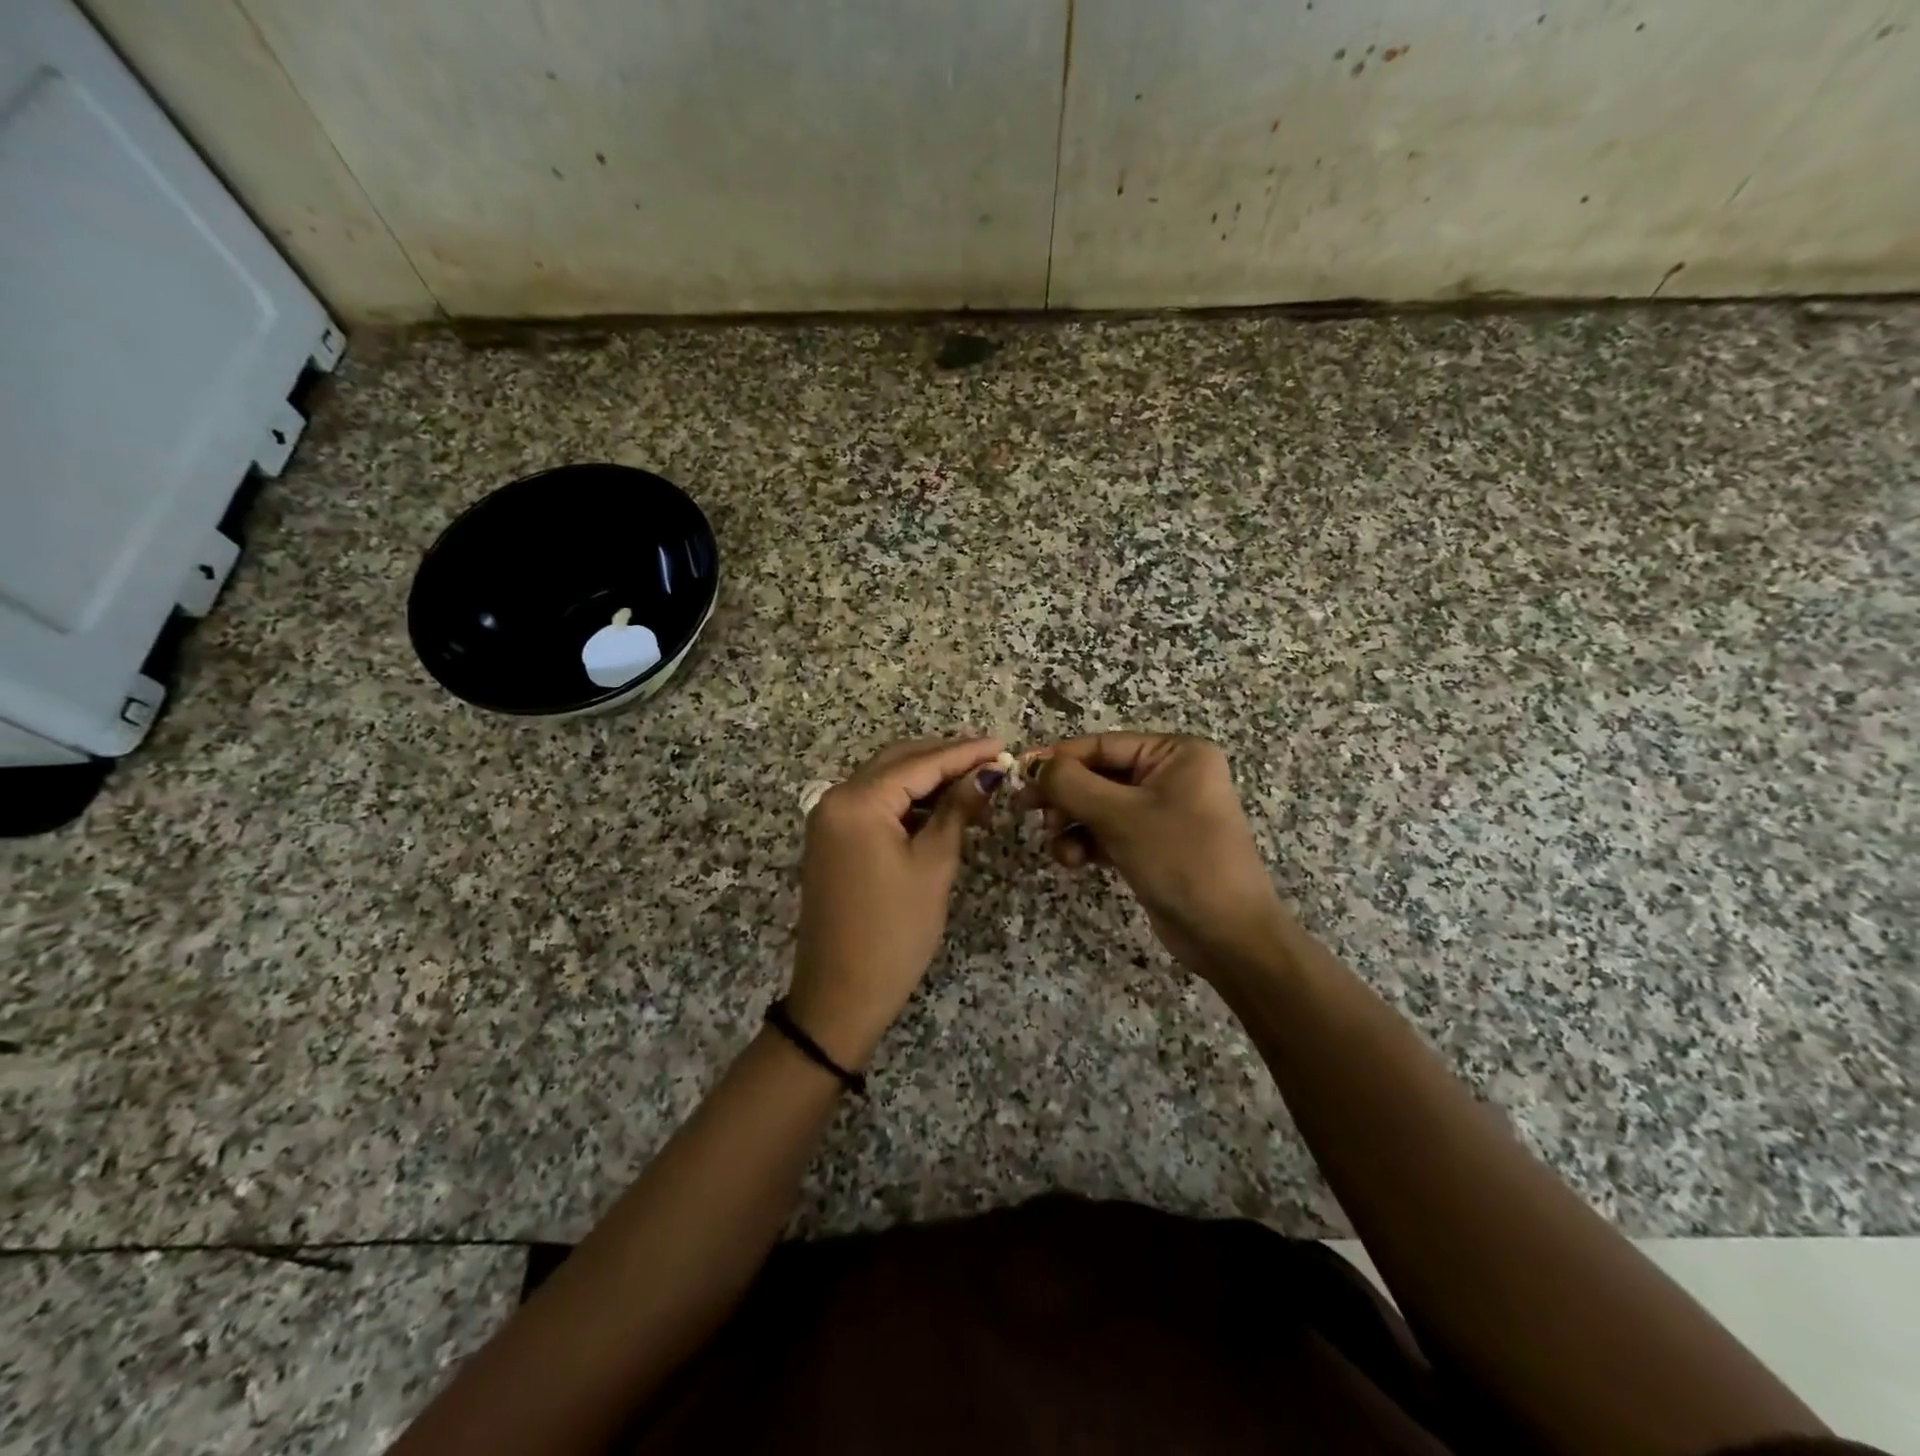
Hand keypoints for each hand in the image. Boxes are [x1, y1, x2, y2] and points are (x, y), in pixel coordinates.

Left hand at [787, 737, 1003, 1068]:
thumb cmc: (894, 932)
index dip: (965, 753)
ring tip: (975, 785)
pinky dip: (908, 802)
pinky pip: (875, 805)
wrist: (840, 994)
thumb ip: (957, 811)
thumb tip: (988, 774)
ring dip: (927, 780)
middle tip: (991, 760)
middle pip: (898, 762)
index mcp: (857, 801)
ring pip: (886, 781)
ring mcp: (829, 819)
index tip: (1004, 746)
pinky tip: (942, 808)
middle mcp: (835, 798)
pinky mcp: (833, 839)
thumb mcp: (933, 866)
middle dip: (945, 758)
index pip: (920, 764)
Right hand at [1018, 733, 1290, 982]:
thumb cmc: (1181, 860)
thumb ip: (1071, 784)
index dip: (1058, 759)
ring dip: (1072, 824)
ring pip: (1098, 806)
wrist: (1228, 935)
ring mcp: (1162, 811)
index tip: (1019, 776)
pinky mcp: (1152, 844)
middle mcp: (1171, 775)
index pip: (1103, 745)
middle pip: (1098, 775)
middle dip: (1064, 798)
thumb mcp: (1121, 816)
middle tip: (1027, 814)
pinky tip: (1074, 861)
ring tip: (1059, 848)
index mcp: (1176, 754)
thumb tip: (1033, 765)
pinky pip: (1108, 832)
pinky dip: (1087, 843)